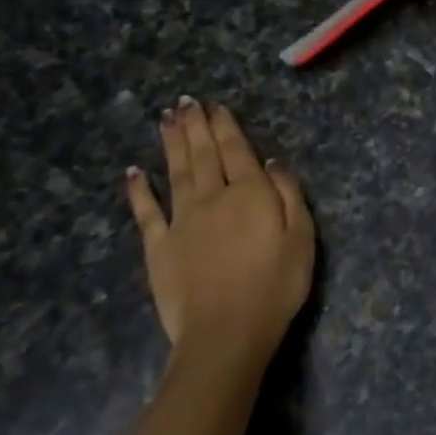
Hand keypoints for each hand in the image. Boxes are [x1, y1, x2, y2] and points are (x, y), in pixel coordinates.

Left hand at [124, 98, 314, 372]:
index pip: (237, 151)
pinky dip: (139, 190)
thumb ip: (288, 195)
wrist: (227, 332)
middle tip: (186, 102)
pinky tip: (133, 171)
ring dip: (171, 144)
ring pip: (176, 172)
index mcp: (250, 194)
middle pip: (203, 154)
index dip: (225, 126)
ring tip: (166, 119)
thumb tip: (272, 162)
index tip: (215, 105)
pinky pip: (146, 212)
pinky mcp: (159, 247)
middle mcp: (213, 198)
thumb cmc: (276, 286)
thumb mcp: (302, 238)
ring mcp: (181, 221)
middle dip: (195, 126)